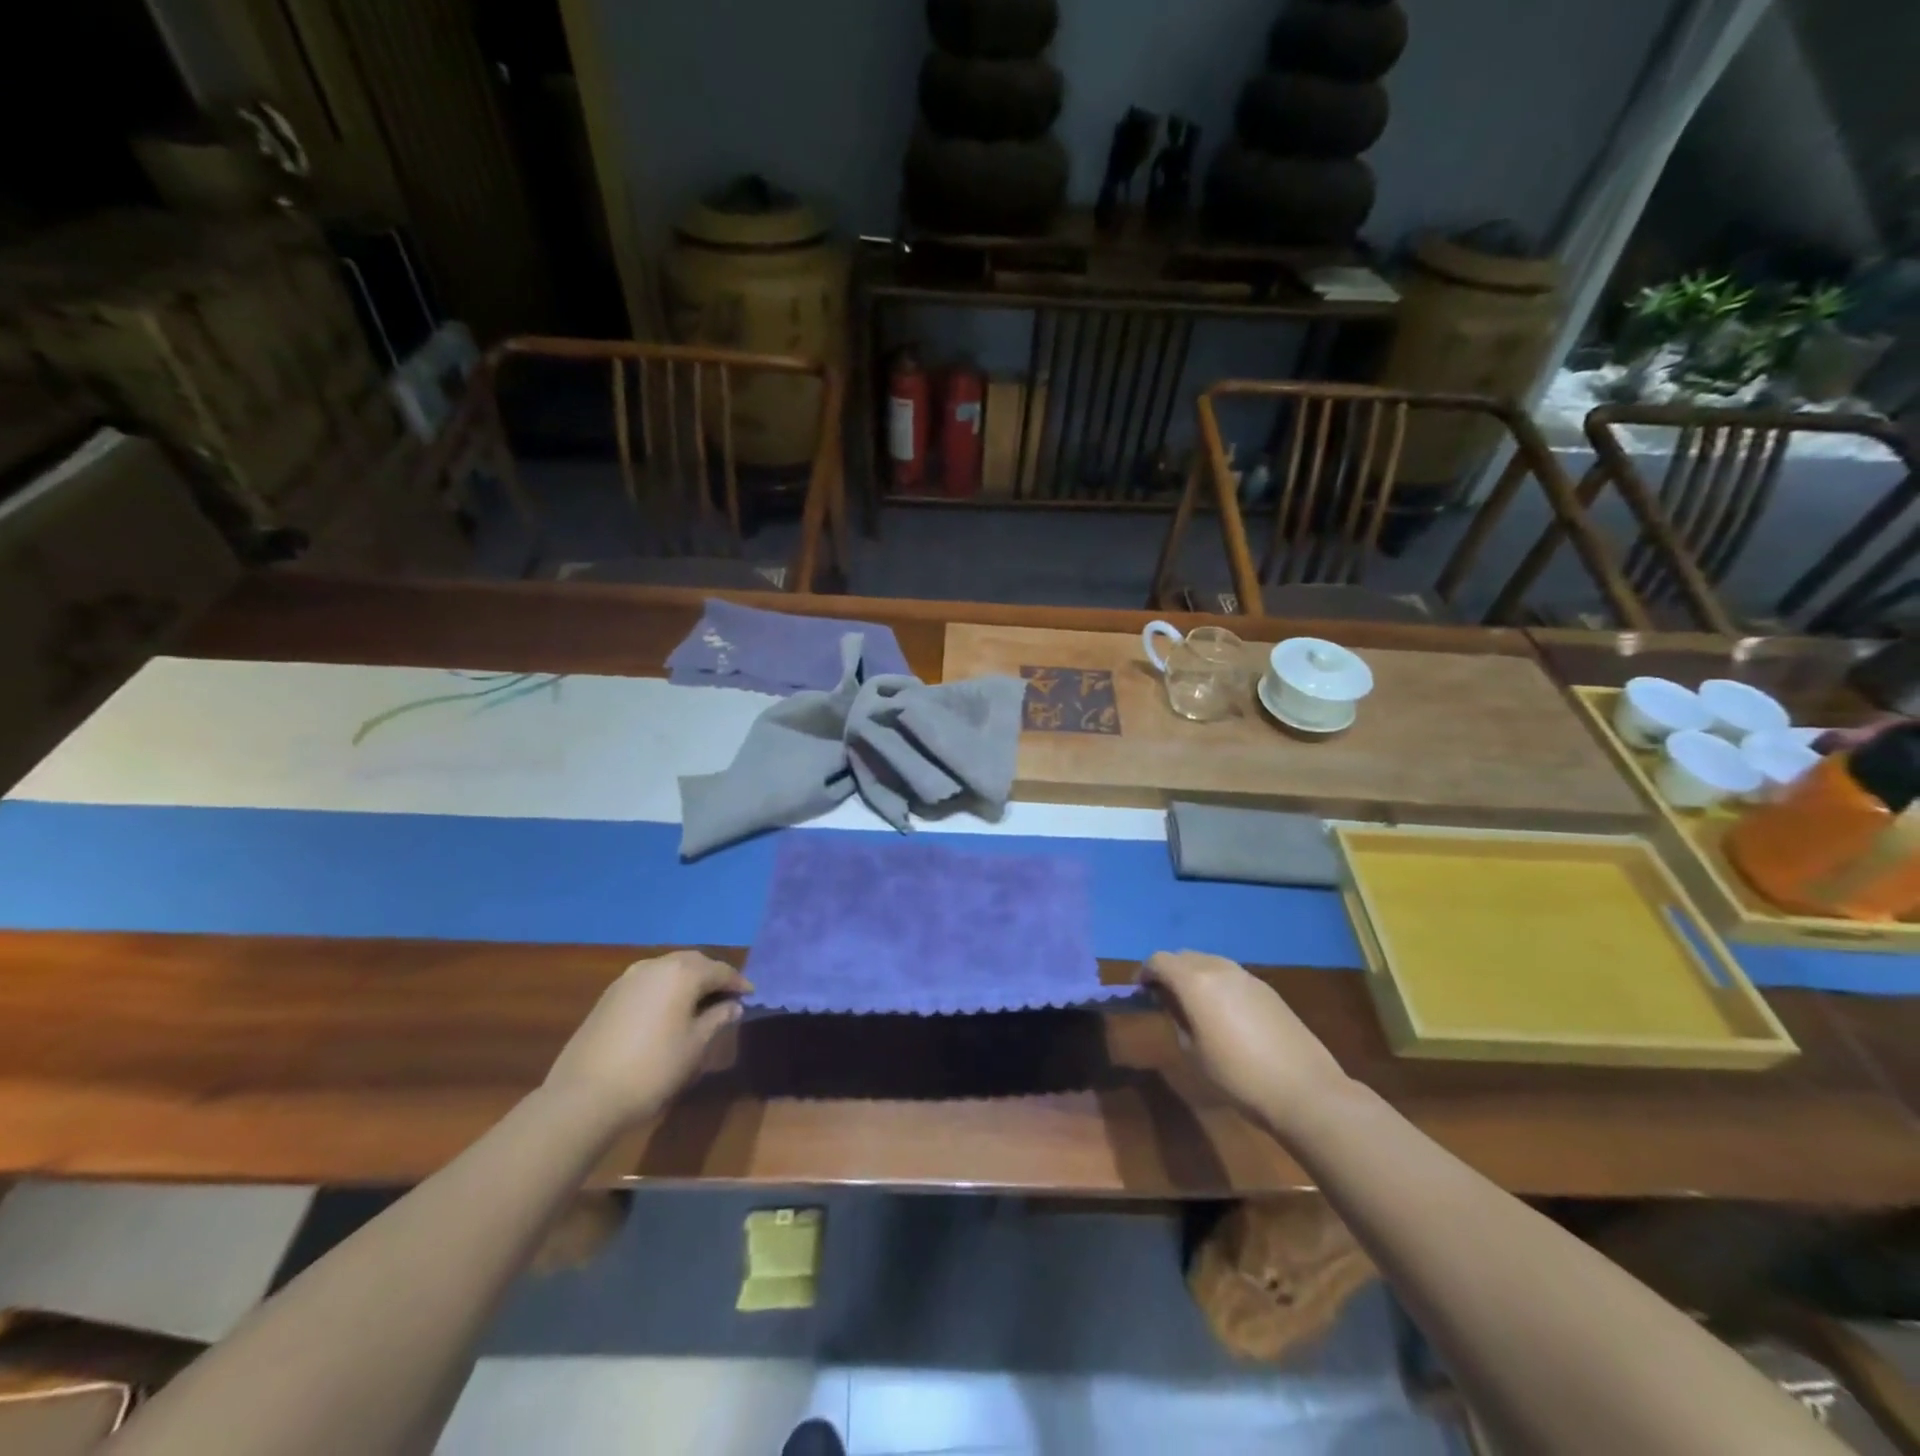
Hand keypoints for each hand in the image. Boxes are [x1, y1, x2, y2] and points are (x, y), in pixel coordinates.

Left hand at [543, 951, 750, 1126]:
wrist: (584, 1095)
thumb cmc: (652, 1068)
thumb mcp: (695, 1046)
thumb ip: (718, 1019)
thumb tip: (733, 1006)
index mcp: (682, 973)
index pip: (720, 970)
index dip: (738, 982)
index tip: (751, 995)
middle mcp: (656, 965)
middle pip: (693, 962)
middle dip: (713, 975)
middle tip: (727, 996)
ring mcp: (628, 978)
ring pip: (668, 969)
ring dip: (687, 980)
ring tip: (698, 1003)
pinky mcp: (609, 995)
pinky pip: (649, 981)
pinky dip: (665, 988)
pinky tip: (667, 1010)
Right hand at [1142, 951, 1350, 1127]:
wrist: (1303, 1089)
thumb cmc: (1237, 1075)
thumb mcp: (1192, 1052)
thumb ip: (1177, 1018)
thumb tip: (1175, 1004)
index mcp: (1194, 981)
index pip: (1159, 960)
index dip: (1145, 972)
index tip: (1141, 992)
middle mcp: (1218, 968)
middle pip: (1184, 956)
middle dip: (1169, 971)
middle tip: (1164, 998)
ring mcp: (1246, 976)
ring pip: (1209, 962)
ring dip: (1194, 975)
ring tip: (1194, 1005)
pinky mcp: (1267, 989)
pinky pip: (1231, 975)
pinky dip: (1217, 984)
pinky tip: (1224, 1013)